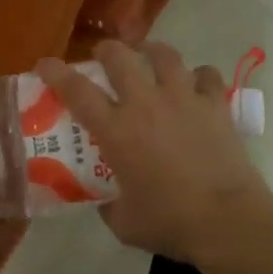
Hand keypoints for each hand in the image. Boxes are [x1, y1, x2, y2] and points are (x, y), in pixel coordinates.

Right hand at [35, 40, 272, 260]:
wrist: (227, 221)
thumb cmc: (170, 223)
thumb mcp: (125, 223)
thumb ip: (109, 205)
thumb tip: (105, 201)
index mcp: (116, 130)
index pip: (76, 90)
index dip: (56, 72)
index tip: (45, 64)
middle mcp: (146, 104)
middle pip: (120, 57)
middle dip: (106, 50)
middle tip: (103, 56)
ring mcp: (183, 99)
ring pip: (164, 55)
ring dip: (151, 51)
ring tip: (149, 56)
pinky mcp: (215, 105)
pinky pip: (206, 75)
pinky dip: (199, 76)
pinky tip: (197, 84)